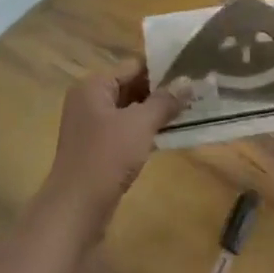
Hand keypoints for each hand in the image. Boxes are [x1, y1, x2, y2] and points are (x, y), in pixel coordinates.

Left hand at [46, 59, 185, 207]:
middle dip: (162, 91)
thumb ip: (165, 101)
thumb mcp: (140, 124)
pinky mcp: (97, 148)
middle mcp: (89, 100)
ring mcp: (91, 126)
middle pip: (131, 86)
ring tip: (190, 110)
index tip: (192, 71)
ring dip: (156, 112)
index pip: (133, 66)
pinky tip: (171, 134)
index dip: (163, 69)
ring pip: (130, 110)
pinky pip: (126, 130)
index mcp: (93, 86)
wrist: (77, 206)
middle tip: (196, 92)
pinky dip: (146, 130)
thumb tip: (188, 81)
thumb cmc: (107, 156)